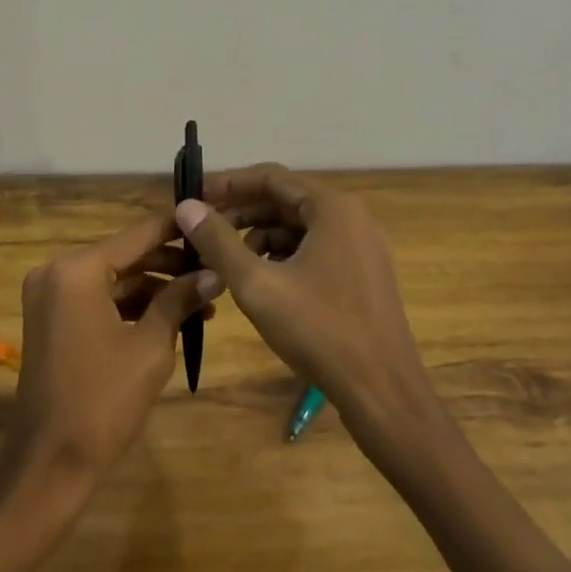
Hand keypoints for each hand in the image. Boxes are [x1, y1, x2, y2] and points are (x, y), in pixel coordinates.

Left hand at [9, 214, 221, 487]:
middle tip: (215, 272)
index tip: (209, 222)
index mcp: (77, 270)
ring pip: (113, 281)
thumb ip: (179, 301)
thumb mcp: (151, 347)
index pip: (136, 237)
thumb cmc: (103, 400)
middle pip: (124, 257)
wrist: (50, 461)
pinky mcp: (52, 321)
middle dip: (170, 266)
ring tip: (203, 303)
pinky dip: (130, 307)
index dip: (175, 231)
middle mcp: (57, 272)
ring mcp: (50, 297)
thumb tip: (214, 273)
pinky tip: (171, 319)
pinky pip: (97, 301)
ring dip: (154, 290)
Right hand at [177, 164, 435, 441]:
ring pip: (298, 227)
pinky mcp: (362, 275)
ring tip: (224, 260)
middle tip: (201, 230)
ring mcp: (360, 247)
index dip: (227, 184)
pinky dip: (282, 256)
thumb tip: (186, 206)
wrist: (383, 393)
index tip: (193, 198)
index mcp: (332, 209)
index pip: (270, 177)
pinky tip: (258, 280)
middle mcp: (351, 218)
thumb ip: (218, 241)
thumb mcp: (257, 285)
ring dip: (258, 236)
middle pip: (284, 200)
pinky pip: (313, 249)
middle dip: (240, 213)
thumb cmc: (320, 332)